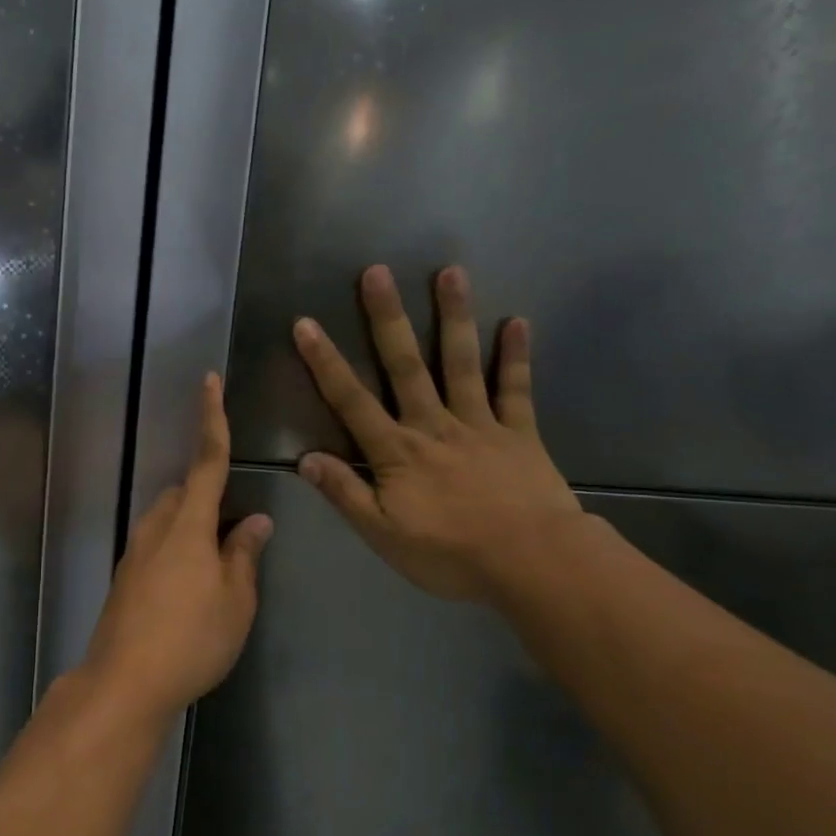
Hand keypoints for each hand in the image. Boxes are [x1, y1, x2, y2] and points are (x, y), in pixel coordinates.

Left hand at [83, 374, 273, 724]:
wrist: (124, 682)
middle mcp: (156, 527)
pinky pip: (157, 545)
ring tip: (217, 567)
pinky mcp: (124, 578)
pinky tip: (190, 590)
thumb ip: (245, 554)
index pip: (206, 460)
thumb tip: (257, 520)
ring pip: (169, 520)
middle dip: (209, 497)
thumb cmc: (192, 638)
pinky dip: (177, 551)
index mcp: (188, 524)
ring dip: (193, 527)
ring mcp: (135, 552)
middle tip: (235, 534)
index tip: (209, 380)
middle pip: (185, 493)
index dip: (212, 419)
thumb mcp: (236, 599)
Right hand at [293, 265, 585, 606]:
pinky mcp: (519, 433)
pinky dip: (516, 356)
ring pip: (461, 363)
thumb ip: (345, 493)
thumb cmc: (451, 554)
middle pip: (405, 366)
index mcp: (397, 451)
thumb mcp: (383, 534)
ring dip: (454, 317)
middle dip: (388, 319)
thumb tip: (304, 459)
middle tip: (377, 272)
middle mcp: (434, 425)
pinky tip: (518, 321)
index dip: (326, 362)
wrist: (532, 563)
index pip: (352, 401)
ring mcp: (480, 424)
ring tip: (450, 272)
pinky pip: (516, 389)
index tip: (306, 323)